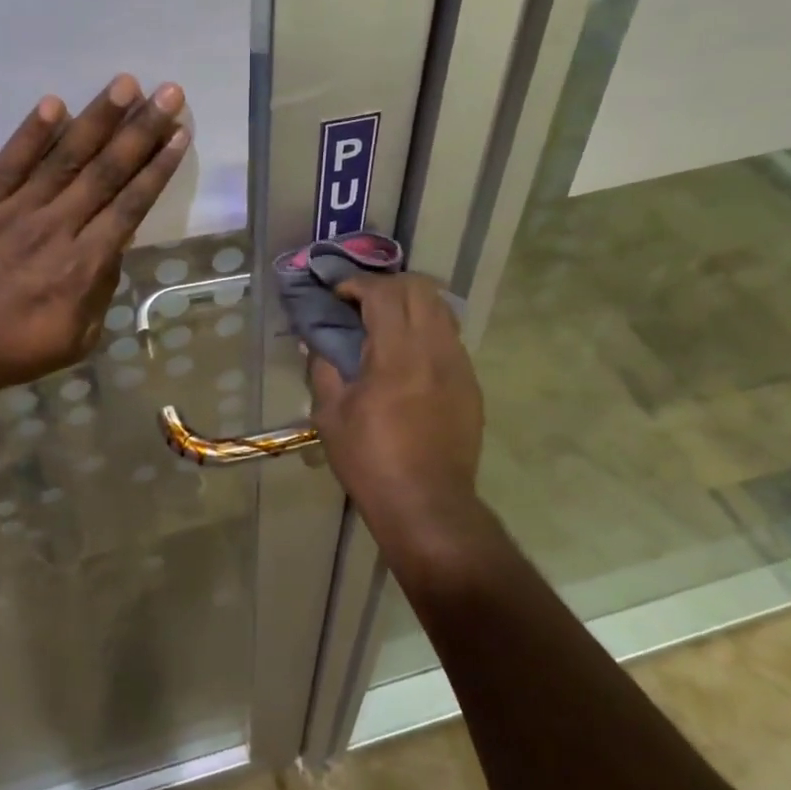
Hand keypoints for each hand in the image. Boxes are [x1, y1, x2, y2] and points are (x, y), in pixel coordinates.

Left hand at [0, 75, 188, 396]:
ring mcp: (14, 212)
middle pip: (106, 173)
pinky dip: (32, 133)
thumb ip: (100, 290)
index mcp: (83, 267)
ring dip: (98, 119)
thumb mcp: (76, 339)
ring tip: (126, 84)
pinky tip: (55, 103)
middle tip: (168, 93)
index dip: (156, 168)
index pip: (129, 206)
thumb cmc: (12, 350)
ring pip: (64, 159)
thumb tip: (116, 243)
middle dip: (141, 130)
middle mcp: (56, 230)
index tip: (179, 135)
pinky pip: (8, 163)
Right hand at [308, 274, 483, 528]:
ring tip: (386, 324)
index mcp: (398, 354)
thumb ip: (324, 368)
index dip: (358, 284)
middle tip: (362, 303)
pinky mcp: (471, 384)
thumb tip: (319, 342)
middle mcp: (435, 349)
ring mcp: (459, 365)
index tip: (338, 294)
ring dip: (411, 304)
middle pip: (420, 289)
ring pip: (441, 309)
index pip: (384, 293)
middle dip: (387, 285)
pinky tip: (408, 357)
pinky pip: (449, 338)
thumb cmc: (370, 461)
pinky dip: (426, 331)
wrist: (427, 504)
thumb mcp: (331, 415)